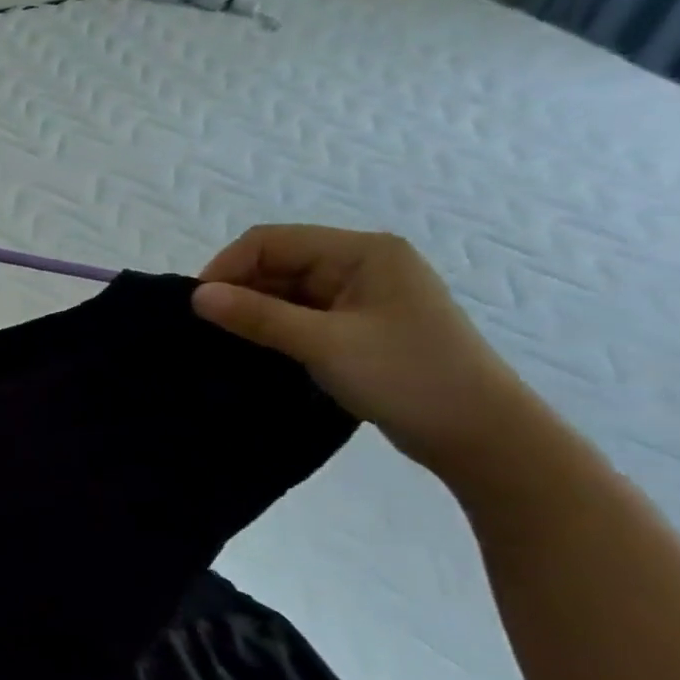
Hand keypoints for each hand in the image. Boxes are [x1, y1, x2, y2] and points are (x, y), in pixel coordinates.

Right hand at [192, 225, 537, 475]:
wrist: (483, 438)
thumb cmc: (408, 377)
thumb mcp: (325, 344)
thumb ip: (257, 315)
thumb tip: (196, 296)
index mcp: (363, 252)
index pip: (271, 241)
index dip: (228, 267)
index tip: (199, 307)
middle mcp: (362, 264)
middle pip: (277, 262)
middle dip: (240, 290)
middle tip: (209, 329)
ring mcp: (362, 296)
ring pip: (285, 290)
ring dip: (255, 312)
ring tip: (229, 342)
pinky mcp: (359, 326)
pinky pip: (300, 313)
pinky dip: (274, 327)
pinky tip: (257, 349)